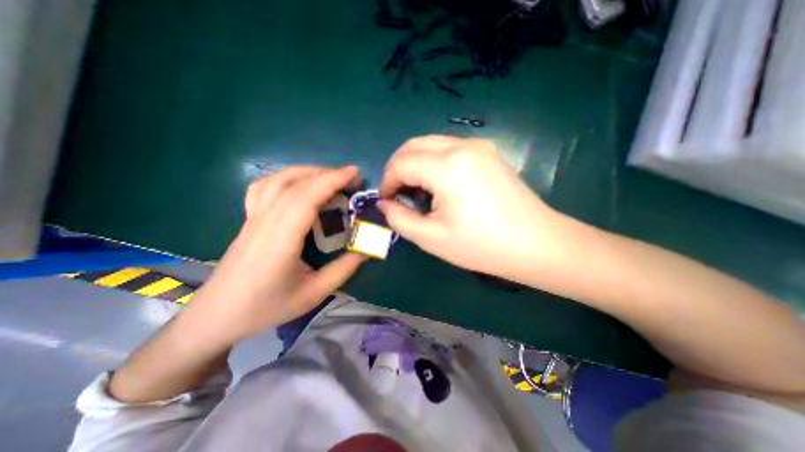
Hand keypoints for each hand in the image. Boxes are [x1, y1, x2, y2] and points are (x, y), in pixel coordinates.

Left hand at [178, 166, 364, 345]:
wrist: (216, 316)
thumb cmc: (266, 308)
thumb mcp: (313, 294)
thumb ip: (343, 269)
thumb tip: (367, 249)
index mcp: (280, 240)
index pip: (306, 197)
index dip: (332, 180)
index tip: (355, 174)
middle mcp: (265, 221)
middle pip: (294, 183)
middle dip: (326, 174)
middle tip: (351, 179)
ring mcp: (253, 218)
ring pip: (278, 180)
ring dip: (307, 172)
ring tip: (329, 178)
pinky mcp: (249, 219)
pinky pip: (264, 187)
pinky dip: (285, 178)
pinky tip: (299, 185)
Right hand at [382, 134, 567, 282]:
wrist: (536, 244)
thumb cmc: (482, 245)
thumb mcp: (431, 238)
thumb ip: (400, 219)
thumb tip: (385, 204)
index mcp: (447, 166)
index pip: (401, 163)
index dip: (387, 181)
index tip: (386, 201)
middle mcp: (462, 146)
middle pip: (413, 145)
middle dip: (398, 168)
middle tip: (397, 194)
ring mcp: (478, 146)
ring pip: (431, 144)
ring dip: (415, 164)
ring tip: (416, 191)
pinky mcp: (488, 153)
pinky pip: (449, 149)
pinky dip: (433, 162)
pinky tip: (438, 185)